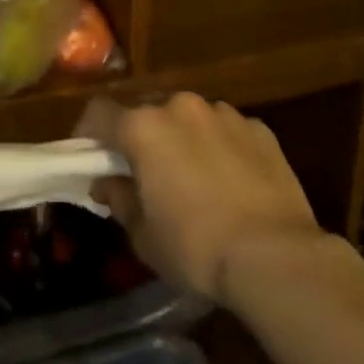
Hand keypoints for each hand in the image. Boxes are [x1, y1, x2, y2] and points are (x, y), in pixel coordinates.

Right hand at [76, 94, 322, 305]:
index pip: (99, 113)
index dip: (88, 134)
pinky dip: (219, 146)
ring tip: (192, 176)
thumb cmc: (196, 247)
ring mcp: (224, 113)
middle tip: (142, 170)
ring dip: (181, 138)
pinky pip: (226, 130)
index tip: (90, 158)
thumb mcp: (143, 235)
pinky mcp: (260, 128)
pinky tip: (230, 181)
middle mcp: (181, 107)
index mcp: (143, 127)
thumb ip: (119, 200)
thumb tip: (108, 183)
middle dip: (139, 135)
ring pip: (189, 117)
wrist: (276, 256)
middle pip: (146, 110)